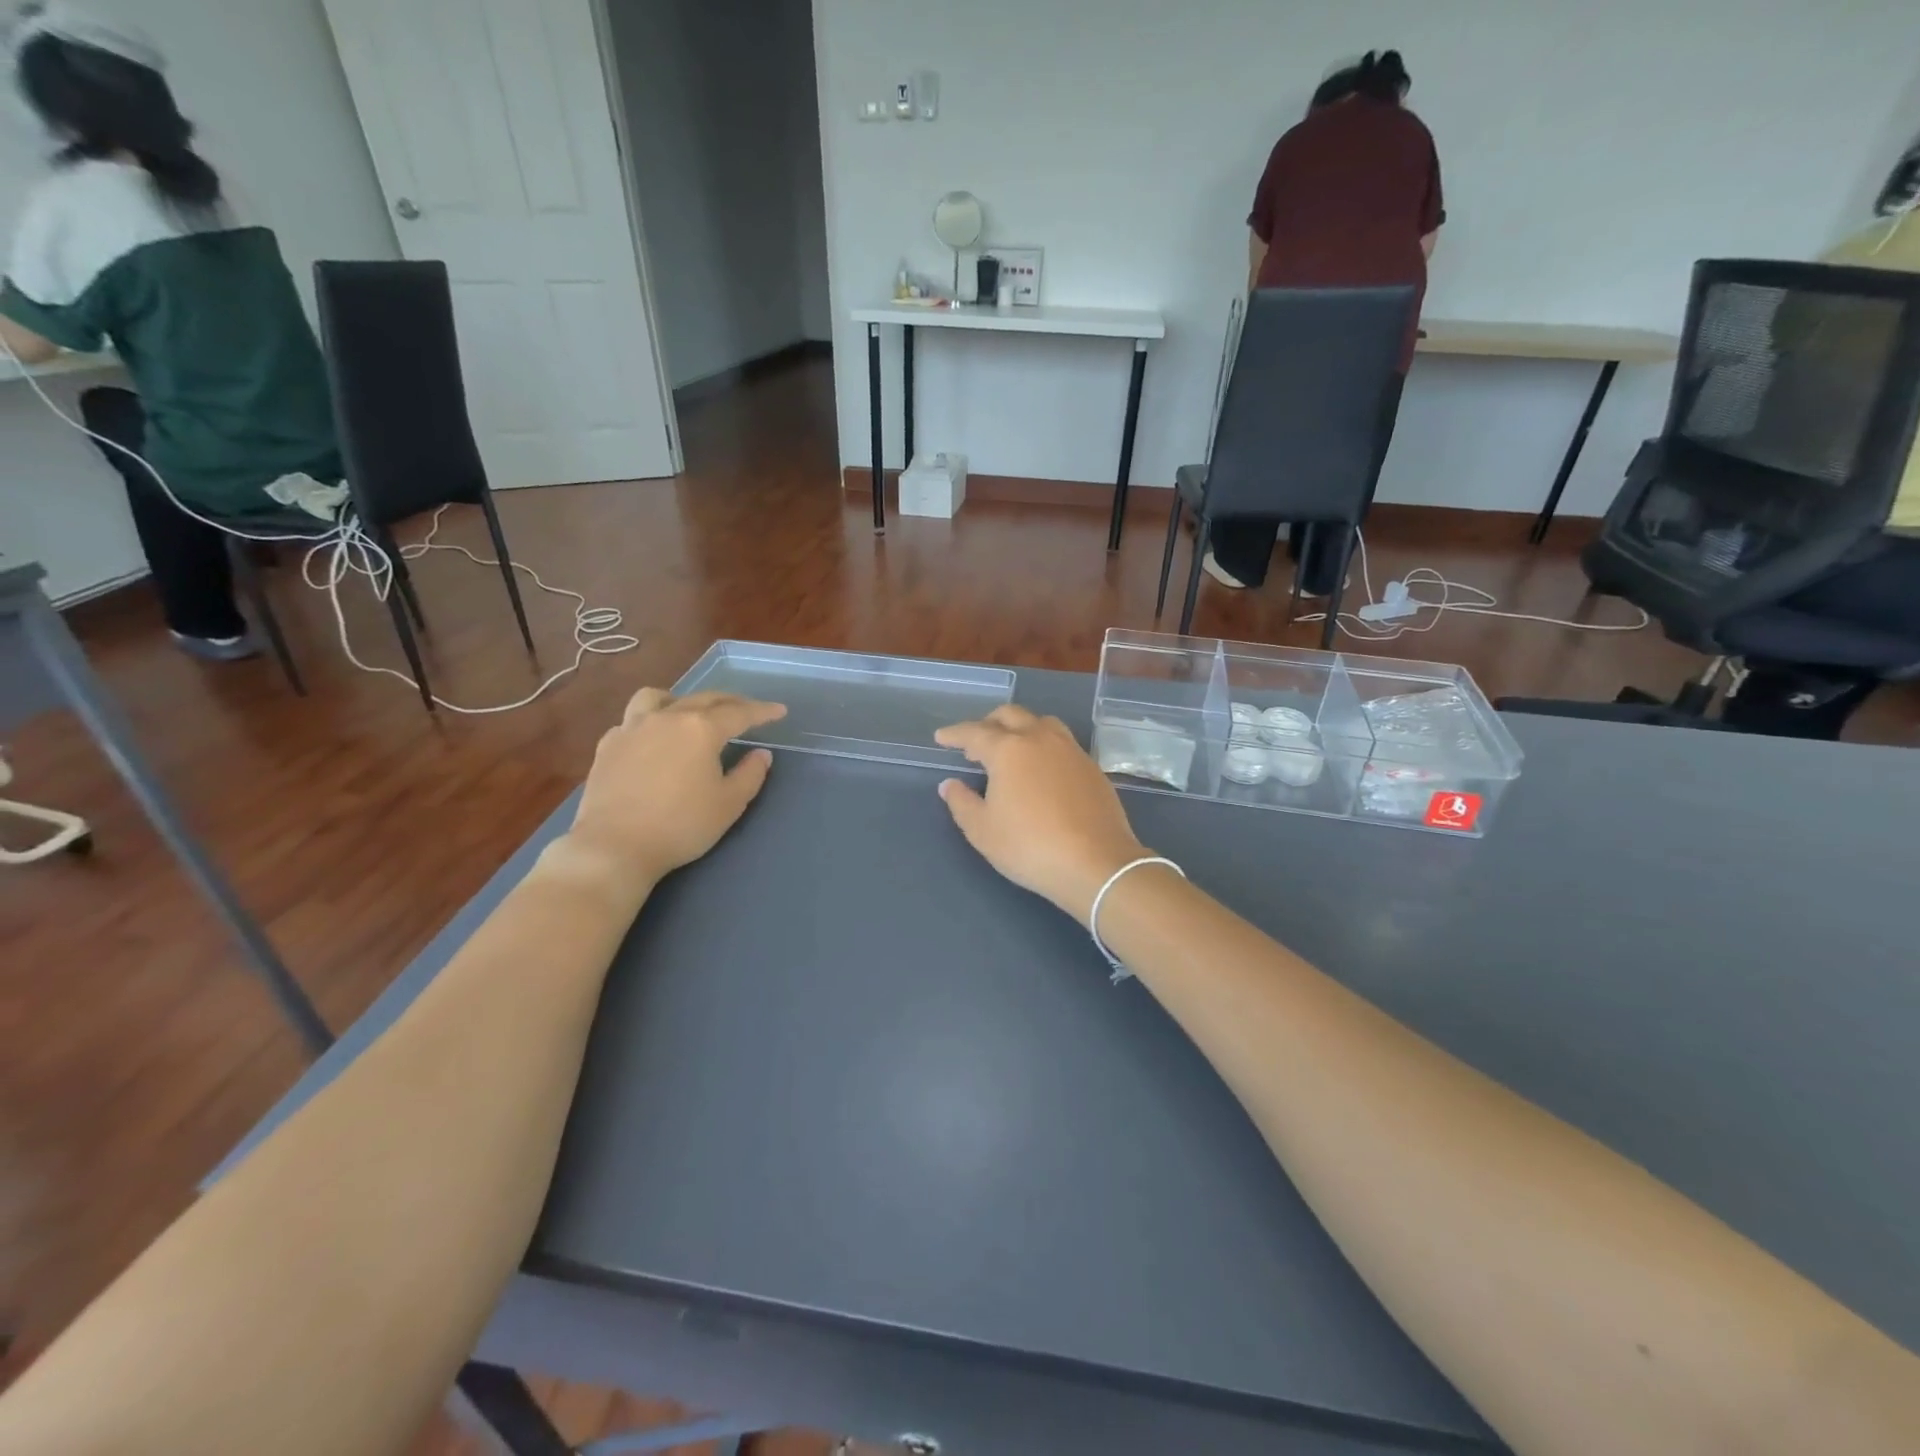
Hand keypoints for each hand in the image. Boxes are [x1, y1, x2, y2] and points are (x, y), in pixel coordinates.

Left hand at [561, 688, 785, 887]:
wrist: (614, 846)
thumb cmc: (681, 825)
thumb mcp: (729, 804)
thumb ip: (750, 774)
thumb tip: (760, 754)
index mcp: (701, 729)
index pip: (740, 713)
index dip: (762, 711)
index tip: (779, 711)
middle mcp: (667, 718)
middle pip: (703, 698)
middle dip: (730, 701)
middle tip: (746, 710)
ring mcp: (632, 728)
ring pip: (658, 698)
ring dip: (681, 700)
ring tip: (689, 712)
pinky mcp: (608, 745)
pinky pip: (632, 721)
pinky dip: (649, 723)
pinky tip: (652, 740)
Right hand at [935, 705, 1148, 925]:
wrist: (1096, 863)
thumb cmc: (1029, 847)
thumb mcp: (982, 831)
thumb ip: (961, 802)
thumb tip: (950, 784)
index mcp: (1008, 749)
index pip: (974, 732)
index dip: (954, 734)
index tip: (941, 738)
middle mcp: (1040, 739)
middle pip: (1010, 715)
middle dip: (988, 723)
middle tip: (975, 743)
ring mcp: (1070, 750)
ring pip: (1041, 723)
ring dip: (1020, 728)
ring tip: (1011, 749)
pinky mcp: (1092, 766)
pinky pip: (1062, 742)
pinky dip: (1044, 745)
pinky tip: (1041, 769)